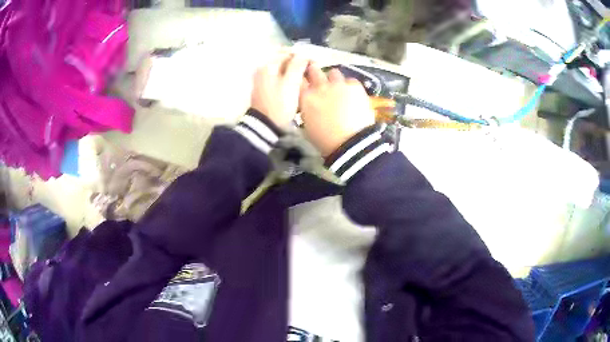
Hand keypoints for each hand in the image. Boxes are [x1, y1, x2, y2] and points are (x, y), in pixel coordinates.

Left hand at [250, 52, 308, 128]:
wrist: (265, 125)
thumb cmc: (280, 104)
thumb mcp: (291, 83)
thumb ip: (298, 65)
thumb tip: (304, 54)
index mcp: (267, 65)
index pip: (286, 52)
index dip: (301, 55)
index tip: (313, 62)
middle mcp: (262, 69)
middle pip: (283, 60)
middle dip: (297, 63)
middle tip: (310, 70)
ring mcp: (261, 79)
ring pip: (281, 69)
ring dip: (293, 71)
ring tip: (305, 78)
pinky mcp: (264, 88)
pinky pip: (278, 78)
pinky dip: (287, 78)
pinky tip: (296, 85)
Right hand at [299, 65, 375, 155]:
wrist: (350, 142)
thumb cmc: (325, 140)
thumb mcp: (307, 126)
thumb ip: (306, 109)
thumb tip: (308, 104)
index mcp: (306, 98)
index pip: (299, 81)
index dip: (301, 80)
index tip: (304, 82)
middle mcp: (320, 86)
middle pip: (314, 71)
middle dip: (315, 72)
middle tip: (318, 78)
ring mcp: (338, 84)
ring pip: (333, 72)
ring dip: (333, 79)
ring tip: (338, 87)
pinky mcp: (355, 86)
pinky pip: (350, 80)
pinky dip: (350, 86)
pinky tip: (353, 95)